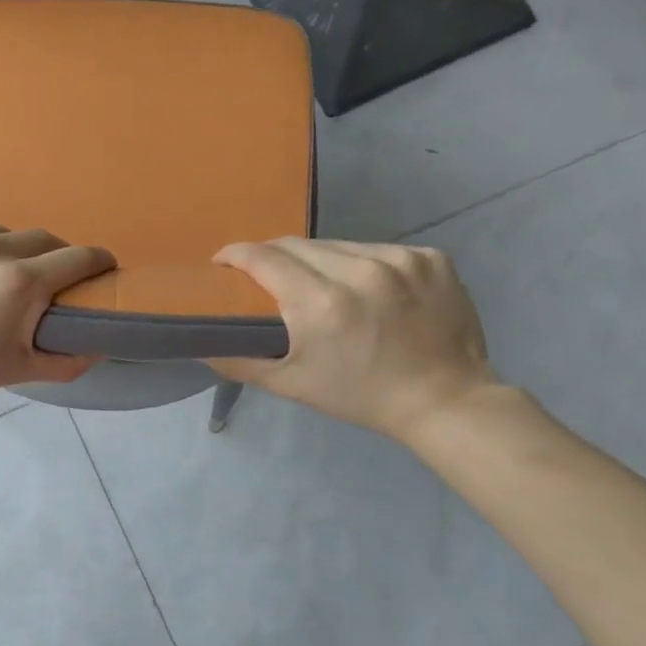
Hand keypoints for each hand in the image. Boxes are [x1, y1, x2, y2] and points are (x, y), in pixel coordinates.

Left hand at [0, 222, 115, 410]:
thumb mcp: (15, 371)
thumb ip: (67, 358)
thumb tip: (101, 343)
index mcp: (19, 282)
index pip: (78, 258)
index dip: (97, 262)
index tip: (100, 268)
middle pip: (39, 239)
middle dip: (49, 257)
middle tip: (39, 280)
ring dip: (0, 251)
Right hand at [212, 238, 500, 442]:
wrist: (446, 401)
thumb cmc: (361, 396)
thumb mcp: (293, 384)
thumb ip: (240, 362)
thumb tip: (199, 347)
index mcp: (321, 303)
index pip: (264, 257)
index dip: (236, 255)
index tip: (223, 262)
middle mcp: (360, 270)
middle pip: (298, 245)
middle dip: (274, 257)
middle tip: (268, 277)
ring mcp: (400, 259)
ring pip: (339, 244)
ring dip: (320, 259)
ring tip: (321, 284)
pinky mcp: (430, 256)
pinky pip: (378, 249)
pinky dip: (364, 263)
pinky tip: (369, 288)